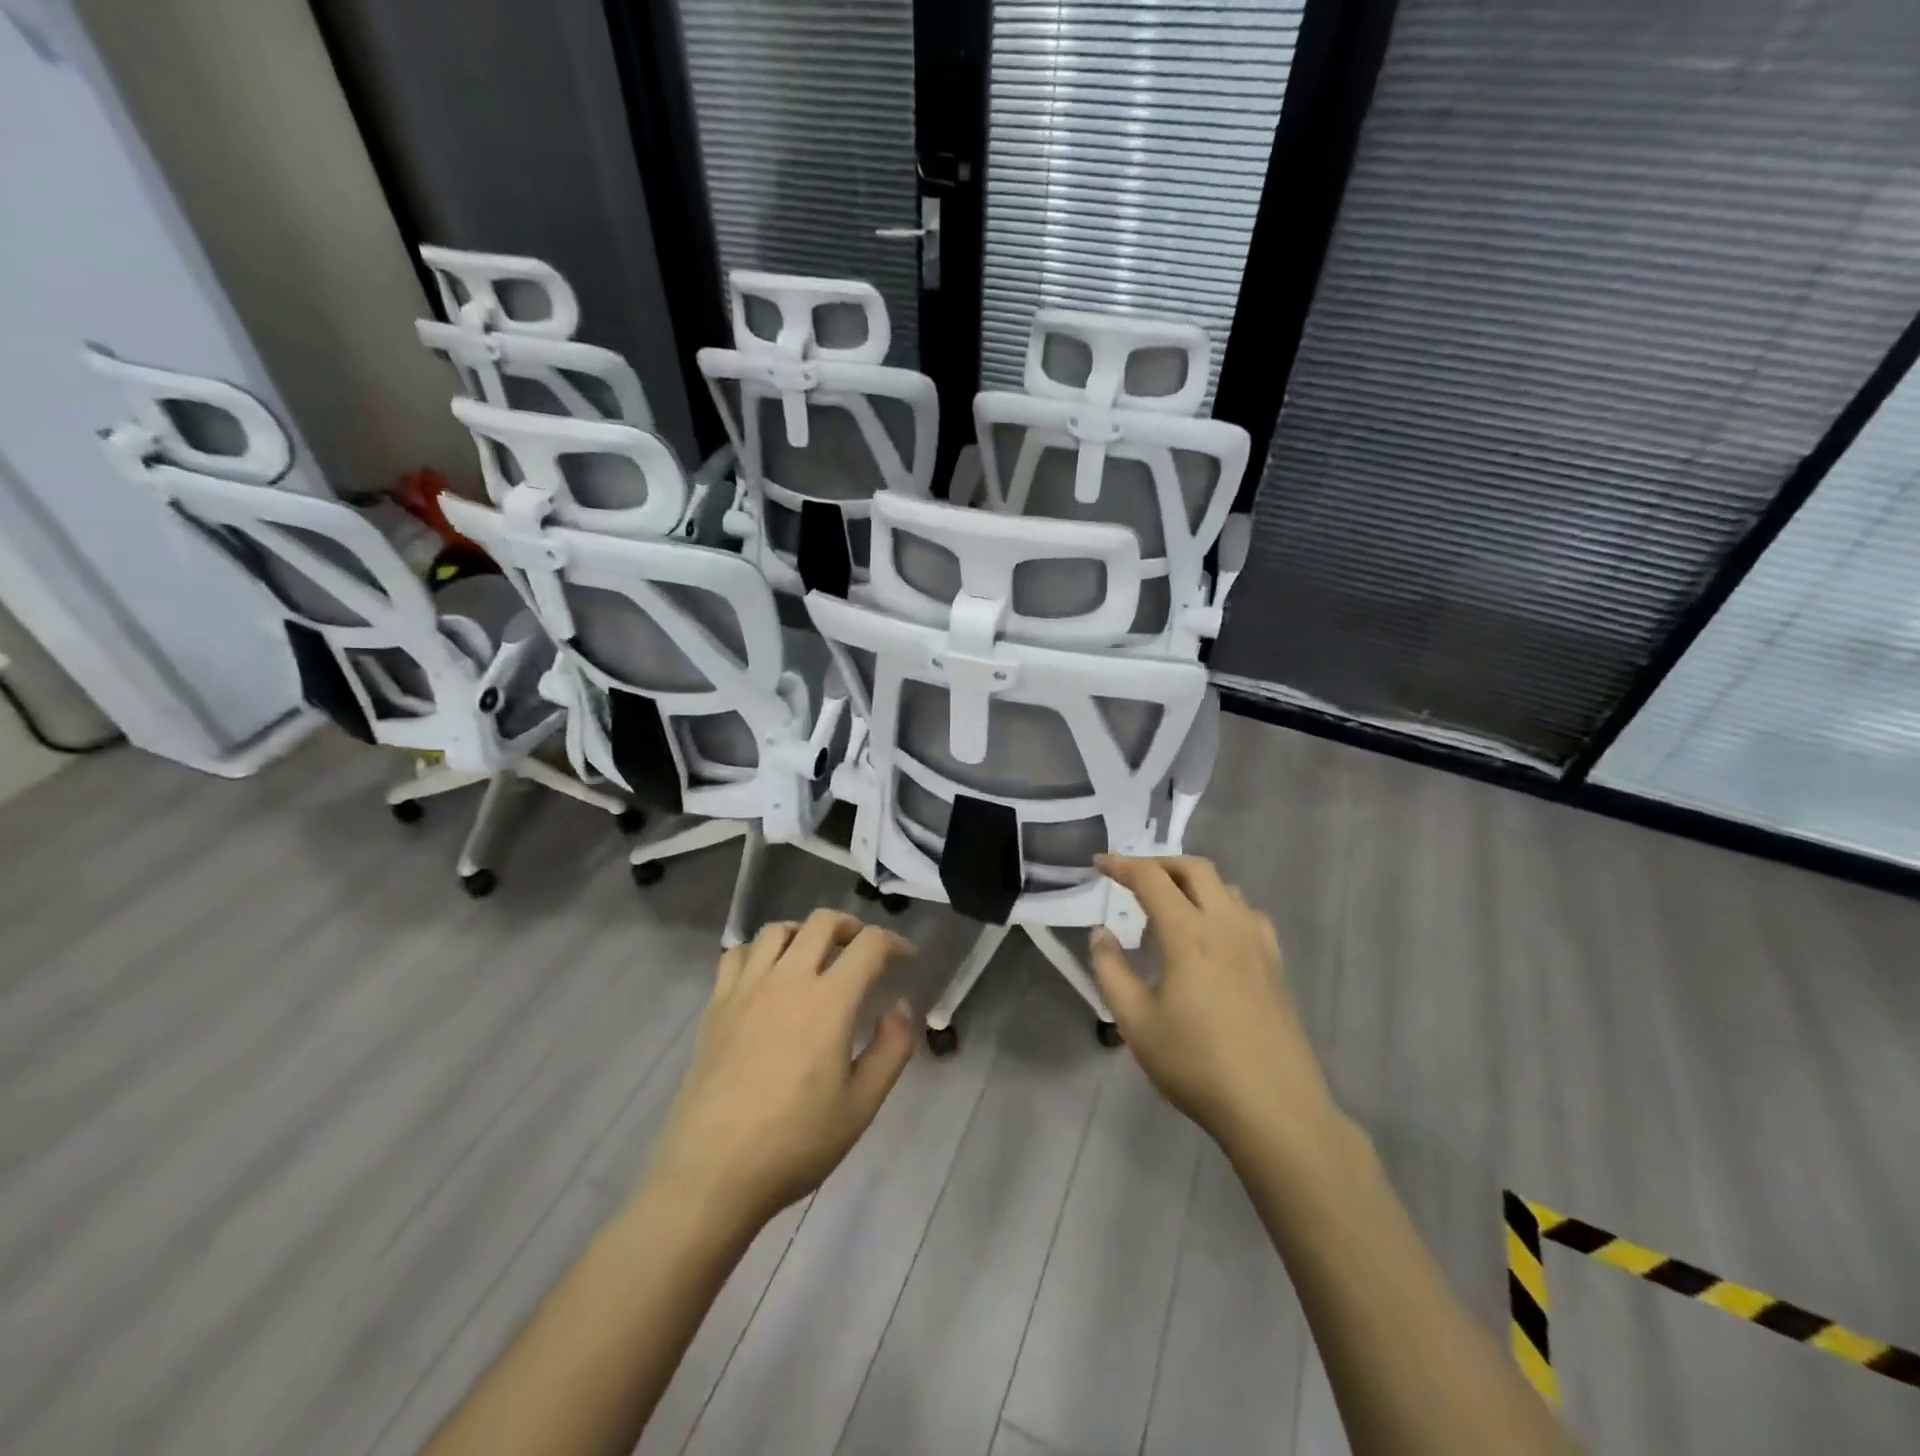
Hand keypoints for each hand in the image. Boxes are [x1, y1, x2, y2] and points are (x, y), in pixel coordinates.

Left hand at [645, 911, 916, 1229]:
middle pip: (822, 922)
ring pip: (777, 930)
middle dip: (851, 927)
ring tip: (815, 957)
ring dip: (804, 933)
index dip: (894, 943)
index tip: (906, 959)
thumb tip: (899, 1007)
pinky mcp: (716, 1006)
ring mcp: (746, 989)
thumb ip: (892, 1049)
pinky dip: (758, 952)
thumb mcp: (862, 1105)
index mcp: (829, 1001)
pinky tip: (767, 976)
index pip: (869, 945)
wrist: (712, 1173)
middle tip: (863, 951)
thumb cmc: (795, 1143)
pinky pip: (736, 955)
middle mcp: (787, 979)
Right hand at [1089, 855, 1338, 1163]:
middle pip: (1195, 869)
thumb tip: (1100, 933)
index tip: (1098, 864)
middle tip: (1132, 877)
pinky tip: (1212, 935)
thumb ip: (1111, 971)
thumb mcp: (1136, 1023)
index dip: (1121, 864)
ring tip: (1169, 907)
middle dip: (1160, 863)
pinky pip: (1247, 913)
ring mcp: (1257, 943)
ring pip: (1225, 887)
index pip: (1151, 879)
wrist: (1275, 1108)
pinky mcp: (1276, 964)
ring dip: (1192, 882)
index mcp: (1189, 935)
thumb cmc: (1196, 1065)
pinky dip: (1222, 905)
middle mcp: (1226, 926)